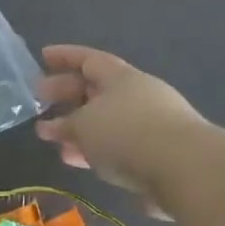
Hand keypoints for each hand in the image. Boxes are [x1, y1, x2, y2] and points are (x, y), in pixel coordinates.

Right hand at [35, 44, 204, 206]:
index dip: (64, 57)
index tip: (42, 57)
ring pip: (106, 121)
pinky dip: (96, 150)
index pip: (89, 59)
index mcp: (121, 78)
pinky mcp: (157, 153)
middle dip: (67, 95)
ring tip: (54, 141)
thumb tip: (51, 127)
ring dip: (79, 128)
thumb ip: (64, 125)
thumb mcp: (83, 126)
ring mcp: (151, 124)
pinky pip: (118, 146)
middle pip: (96, 90)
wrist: (184, 168)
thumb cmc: (125, 134)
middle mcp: (138, 95)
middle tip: (40, 101)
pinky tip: (81, 162)